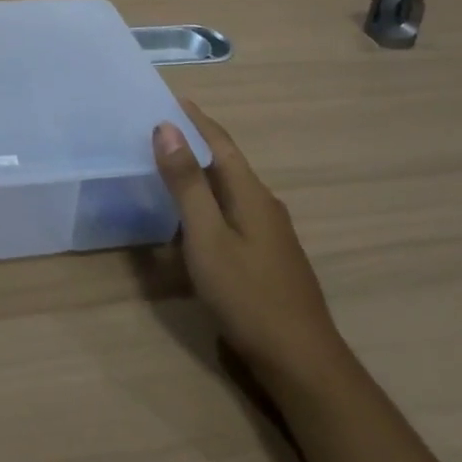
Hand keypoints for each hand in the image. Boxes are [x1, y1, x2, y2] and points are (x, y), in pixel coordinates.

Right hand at [153, 100, 345, 389]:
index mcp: (251, 193)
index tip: (170, 97)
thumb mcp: (207, 238)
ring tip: (169, 169)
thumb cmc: (249, 296)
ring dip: (201, 175)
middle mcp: (264, 205)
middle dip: (195, 143)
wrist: (302, 363)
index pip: (220, 142)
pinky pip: (233, 215)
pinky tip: (193, 222)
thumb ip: (186, 184)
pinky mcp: (268, 259)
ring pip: (230, 191)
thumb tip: (167, 127)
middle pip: (226, 163)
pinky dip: (209, 204)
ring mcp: (270, 234)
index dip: (196, 119)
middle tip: (159, 131)